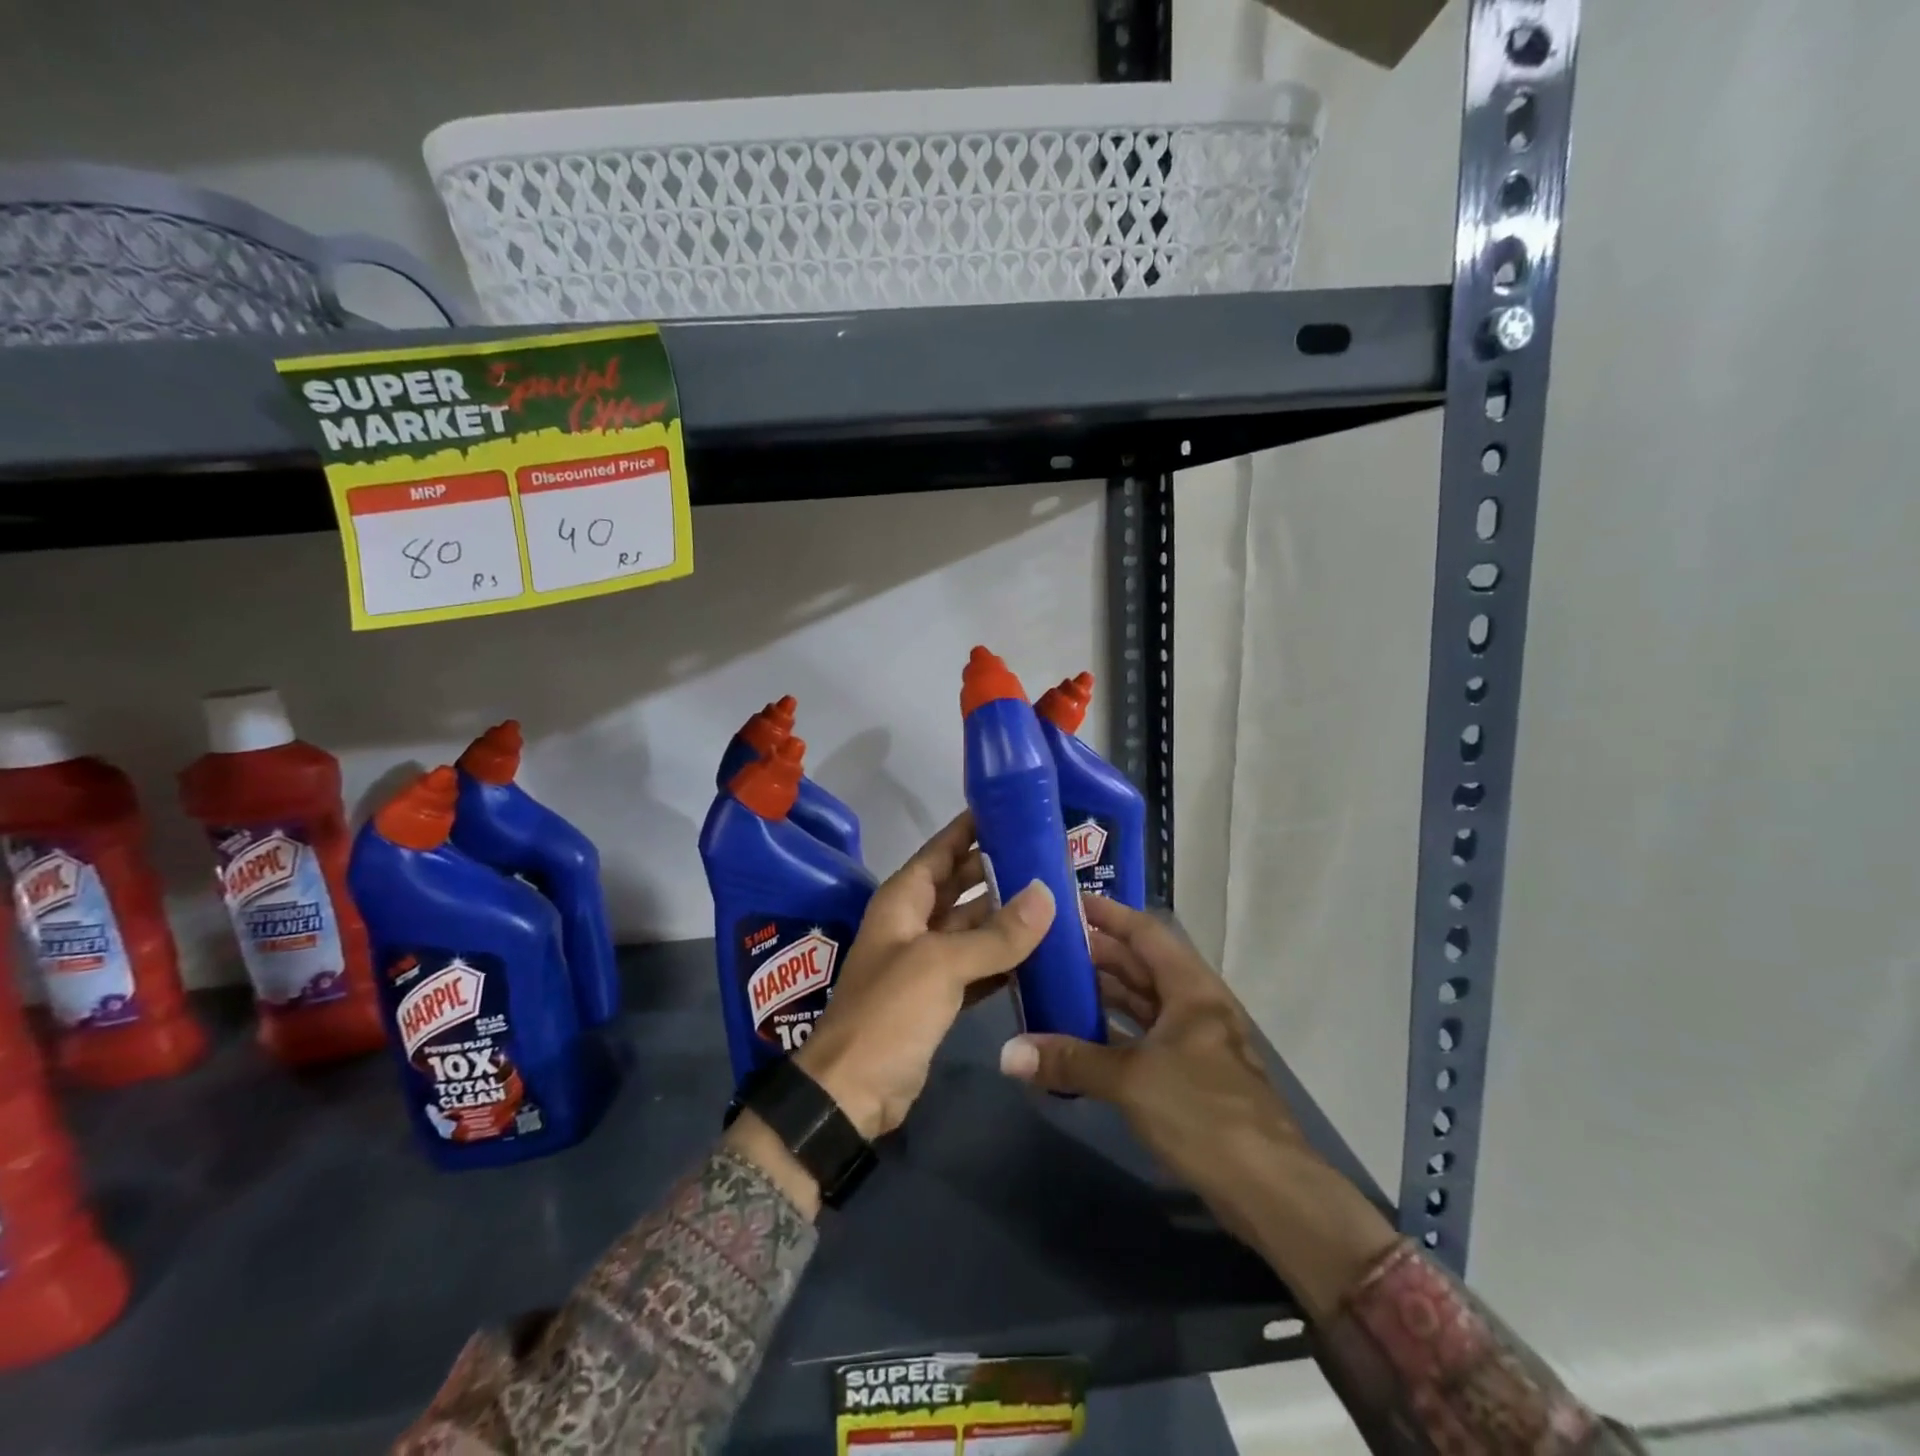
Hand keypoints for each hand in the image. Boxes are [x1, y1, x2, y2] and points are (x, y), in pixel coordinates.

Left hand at [794, 811, 1056, 1142]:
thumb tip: (1047, 894)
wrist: (852, 1093)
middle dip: (1000, 870)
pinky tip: (1042, 952)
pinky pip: (979, 966)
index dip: (973, 827)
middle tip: (1051, 856)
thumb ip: (996, 934)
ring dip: (1009, 916)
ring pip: (974, 927)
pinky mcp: (940, 996)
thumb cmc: (888, 1013)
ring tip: (1058, 899)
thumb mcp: (941, 965)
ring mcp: (927, 961)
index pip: (942, 849)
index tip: (1015, 809)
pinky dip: (1005, 959)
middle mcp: (914, 922)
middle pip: (962, 884)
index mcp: (903, 900)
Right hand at [997, 894, 1396, 1317]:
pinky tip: (1081, 1037)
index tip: (1068, 903)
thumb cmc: (1203, 1113)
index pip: (1146, 933)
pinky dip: (1114, 1033)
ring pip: (1144, 1004)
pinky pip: (1145, 1039)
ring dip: (1104, 994)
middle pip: (1142, 966)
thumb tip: (1007, 1053)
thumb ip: (1069, 1061)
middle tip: (1048, 946)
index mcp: (1191, 989)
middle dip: (1098, 954)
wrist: (1270, 1191)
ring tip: (1056, 984)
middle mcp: (1195, 1006)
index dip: (1109, 914)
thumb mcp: (1131, 1080)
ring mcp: (1196, 1043)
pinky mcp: (1192, 1078)